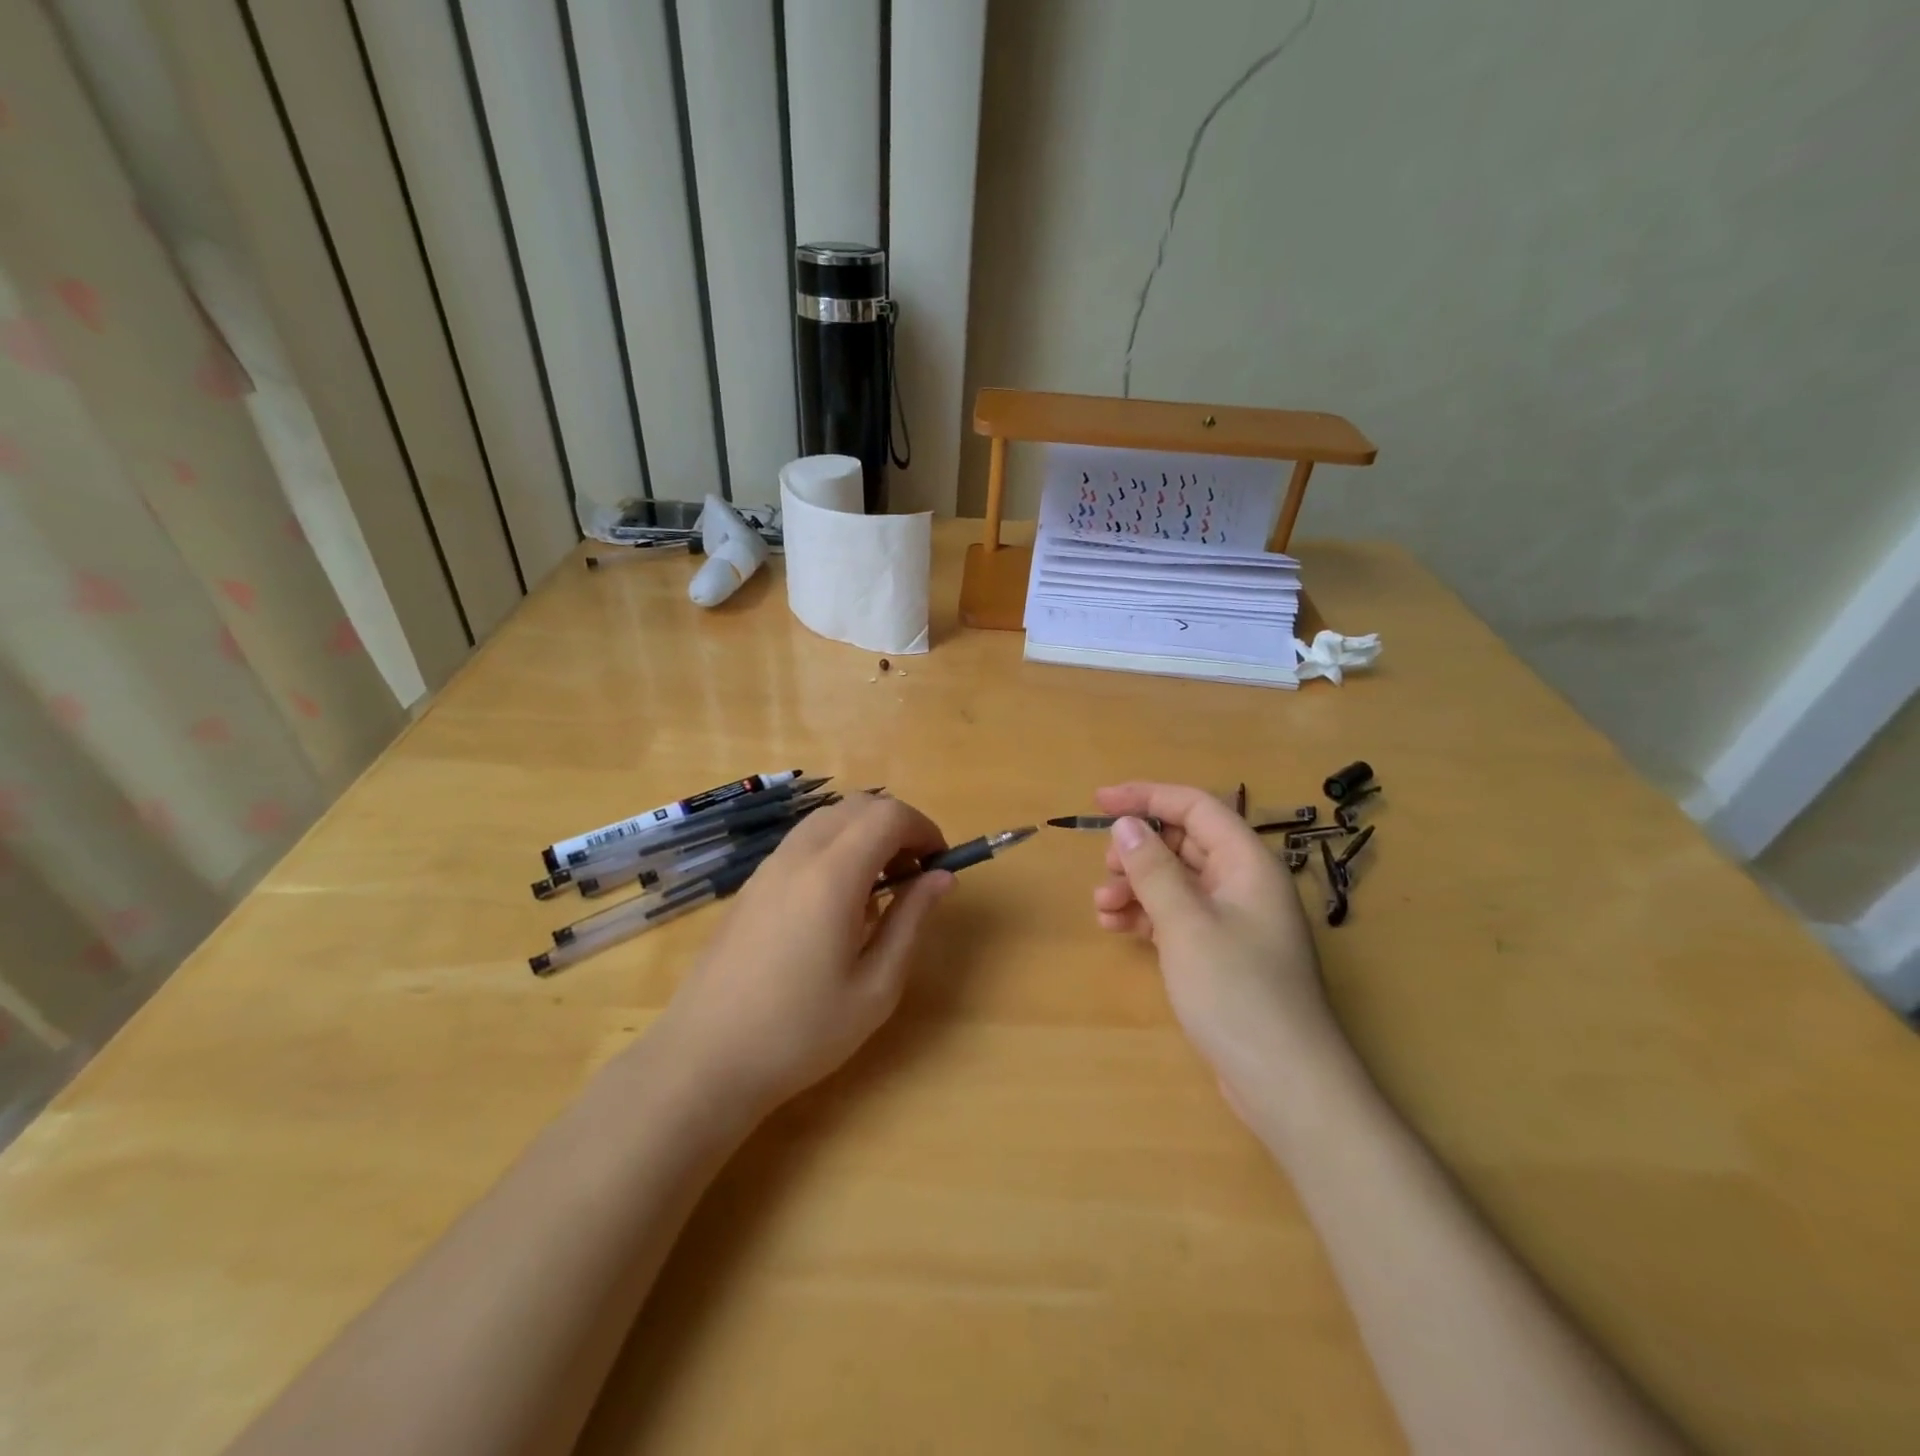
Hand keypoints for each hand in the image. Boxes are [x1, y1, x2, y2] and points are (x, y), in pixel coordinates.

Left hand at [658, 795, 953, 1117]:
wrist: (704, 1059)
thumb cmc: (800, 1032)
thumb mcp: (875, 987)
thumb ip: (911, 920)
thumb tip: (942, 877)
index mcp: (832, 876)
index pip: (888, 815)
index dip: (924, 829)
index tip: (939, 866)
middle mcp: (798, 856)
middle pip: (858, 805)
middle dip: (897, 827)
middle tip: (913, 876)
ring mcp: (768, 867)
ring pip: (828, 819)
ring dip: (865, 835)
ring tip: (879, 892)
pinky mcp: (751, 884)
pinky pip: (803, 842)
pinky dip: (836, 849)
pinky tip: (836, 906)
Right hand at [1092, 783, 1338, 1107]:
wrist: (1285, 1082)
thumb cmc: (1238, 992)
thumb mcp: (1186, 924)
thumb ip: (1153, 869)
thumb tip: (1126, 824)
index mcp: (1247, 863)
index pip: (1195, 807)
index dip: (1146, 796)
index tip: (1099, 801)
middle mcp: (1243, 883)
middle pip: (1185, 843)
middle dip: (1139, 849)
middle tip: (1105, 868)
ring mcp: (1233, 920)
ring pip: (1176, 881)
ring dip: (1136, 885)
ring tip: (1102, 907)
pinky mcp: (1221, 953)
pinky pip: (1178, 915)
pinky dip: (1147, 915)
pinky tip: (1117, 928)